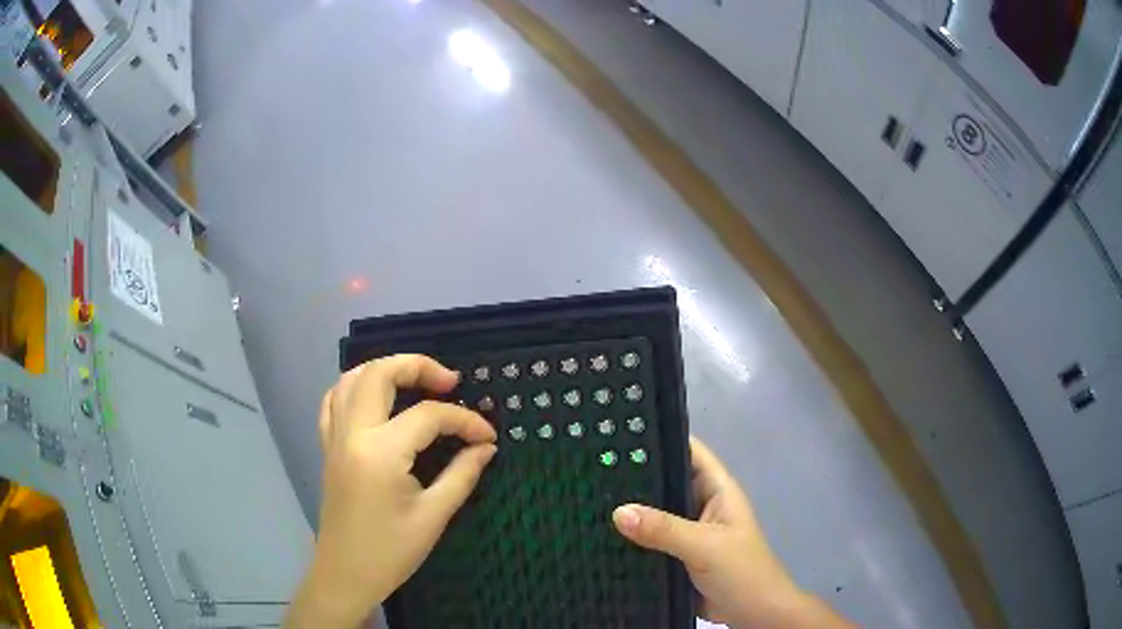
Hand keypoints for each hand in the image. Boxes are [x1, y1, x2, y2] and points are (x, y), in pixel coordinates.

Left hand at [286, 355, 497, 627]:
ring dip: (385, 370)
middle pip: (379, 374)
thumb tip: (486, 448)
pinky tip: (376, 399)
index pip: (428, 416)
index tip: (488, 436)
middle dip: (418, 366)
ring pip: (351, 378)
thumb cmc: (390, 552)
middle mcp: (352, 433)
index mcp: (380, 452)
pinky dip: (356, 387)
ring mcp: (334, 437)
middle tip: (450, 382)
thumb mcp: (433, 516)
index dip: (465, 420)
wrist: (345, 574)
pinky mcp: (328, 447)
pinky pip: (334, 400)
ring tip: (415, 382)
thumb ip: (462, 475)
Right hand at [612, 437, 850, 628]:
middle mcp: (701, 505)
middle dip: (635, 475)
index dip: (660, 439)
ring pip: (655, 513)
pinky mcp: (677, 555)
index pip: (689, 452)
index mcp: (717, 490)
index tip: (619, 433)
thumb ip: (664, 529)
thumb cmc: (741, 571)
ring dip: (631, 510)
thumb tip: (618, 512)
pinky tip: (600, 533)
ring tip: (587, 496)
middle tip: (592, 466)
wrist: (752, 614)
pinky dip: (632, 537)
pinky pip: (651, 540)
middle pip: (666, 482)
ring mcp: (688, 532)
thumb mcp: (705, 546)